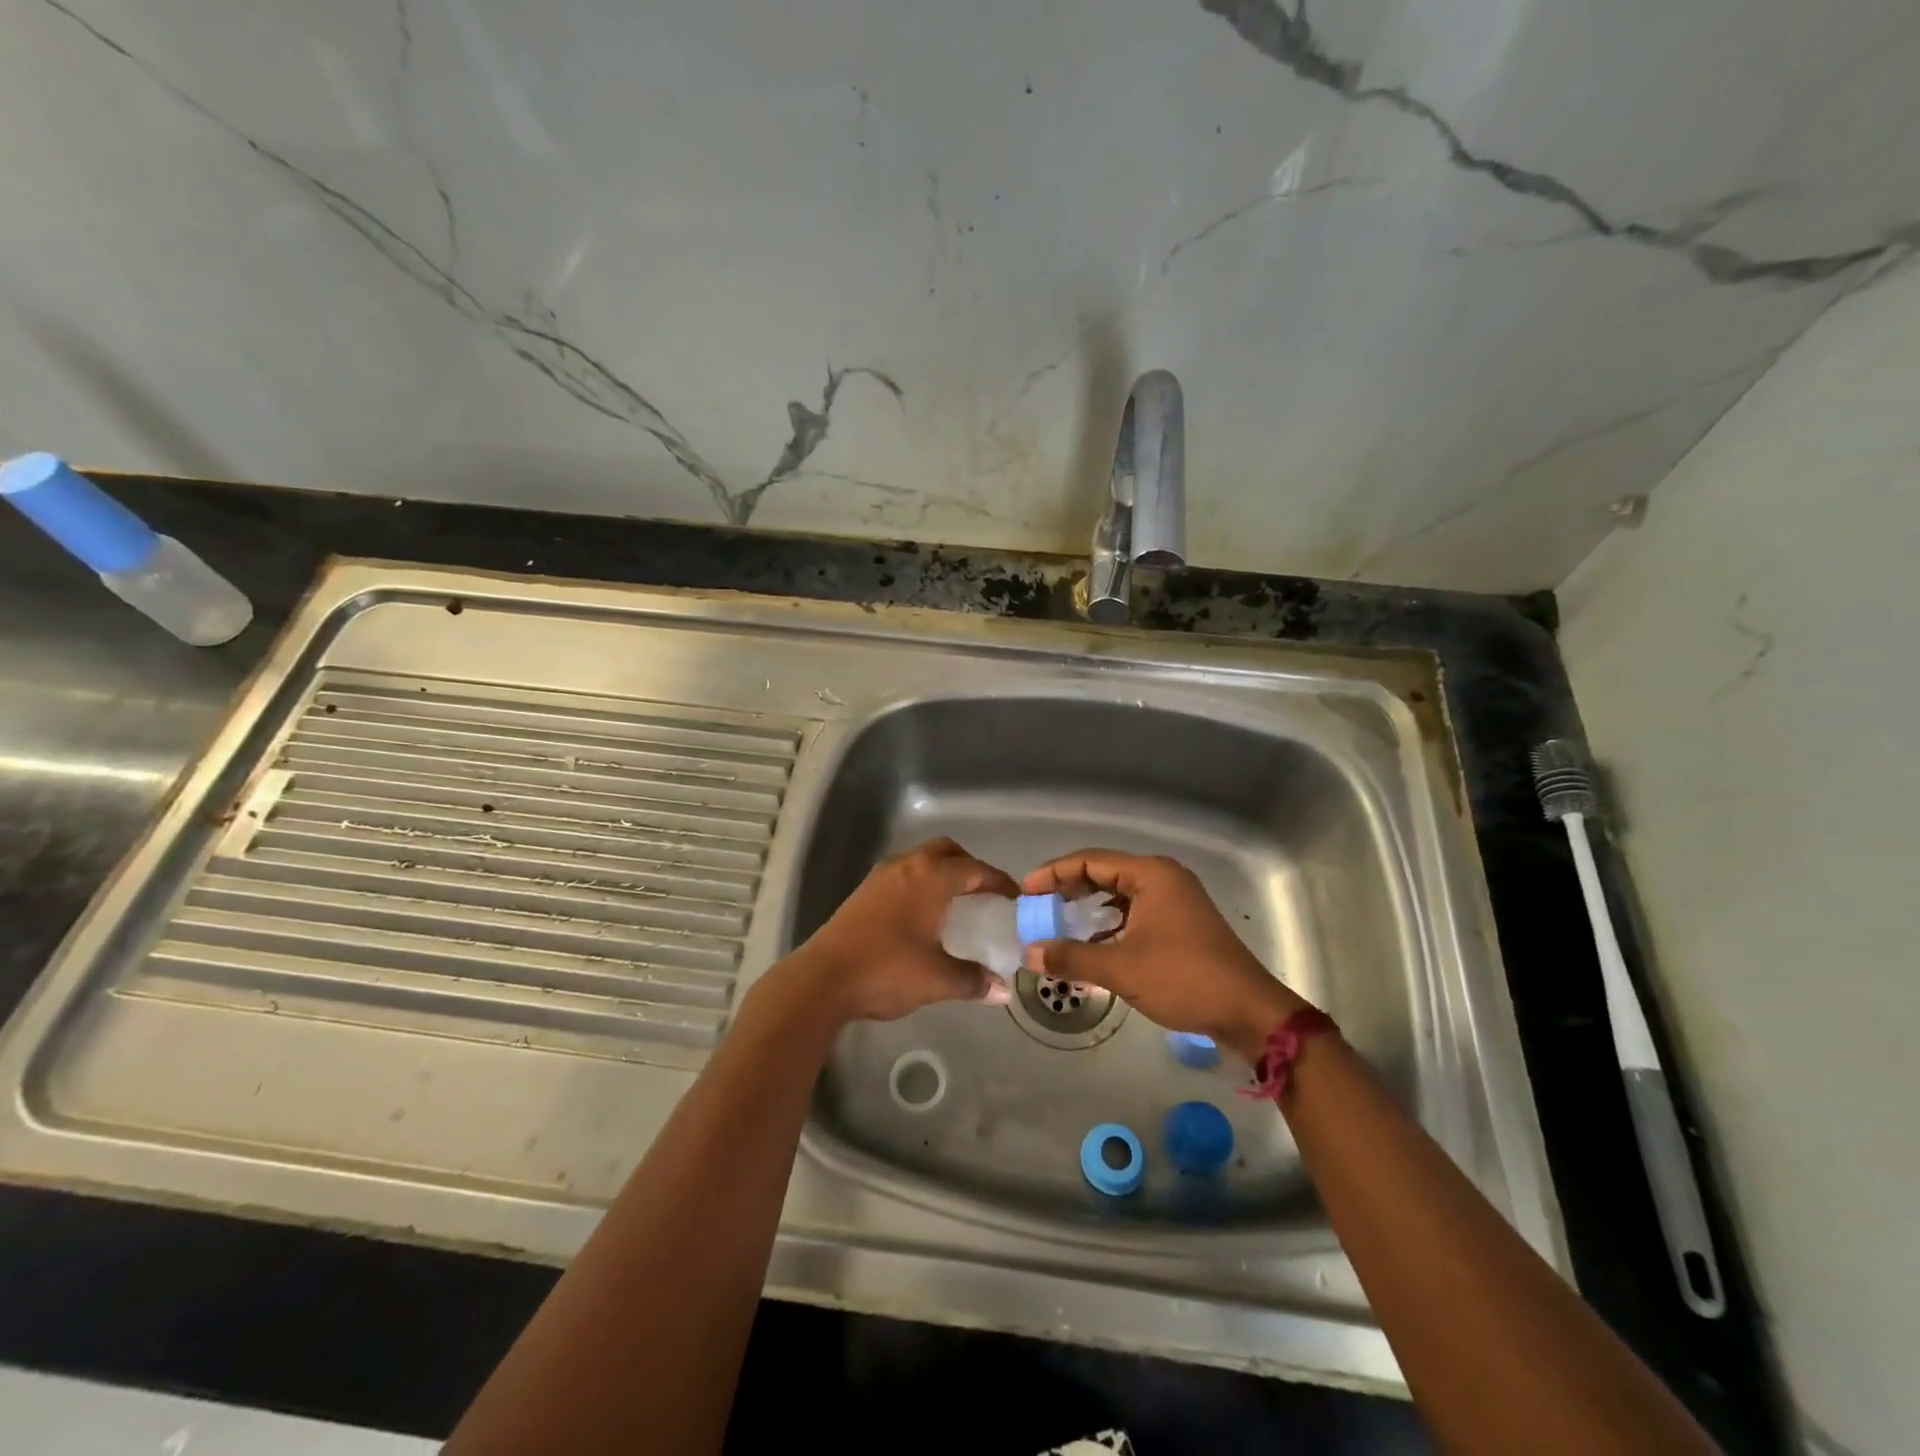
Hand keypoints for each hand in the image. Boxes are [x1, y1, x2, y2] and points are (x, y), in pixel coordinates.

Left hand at [789, 838, 1017, 1023]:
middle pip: (946, 851)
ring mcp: (881, 876)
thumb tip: (1002, 992)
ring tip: (955, 903)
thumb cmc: (887, 970)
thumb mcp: (937, 979)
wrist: (823, 978)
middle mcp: (908, 866)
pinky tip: (922, 914)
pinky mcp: (864, 891)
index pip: (975, 869)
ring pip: (921, 859)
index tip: (1014, 896)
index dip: (998, 881)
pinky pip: (904, 873)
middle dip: (969, 866)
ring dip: (942, 872)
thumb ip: (973, 980)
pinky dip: (921, 883)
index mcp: (931, 878)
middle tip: (984, 894)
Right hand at [1021, 849, 1309, 1061]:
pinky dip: (1111, 923)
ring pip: (1121, 893)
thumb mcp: (1121, 968)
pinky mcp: (1182, 923)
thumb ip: (1071, 958)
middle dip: (1069, 888)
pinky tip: (1094, 945)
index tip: (1025, 891)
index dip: (1054, 873)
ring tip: (1060, 922)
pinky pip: (1136, 911)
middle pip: (1105, 872)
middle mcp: (1164, 878)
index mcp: (1151, 874)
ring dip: (1090, 907)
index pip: (1090, 861)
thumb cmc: (1184, 979)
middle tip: (1039, 905)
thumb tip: (1029, 953)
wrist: (1248, 1012)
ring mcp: (1176, 900)